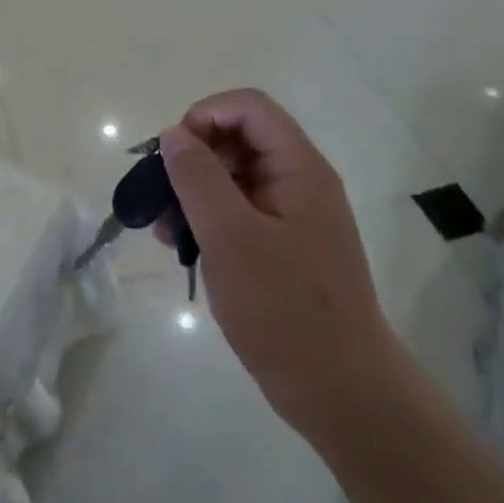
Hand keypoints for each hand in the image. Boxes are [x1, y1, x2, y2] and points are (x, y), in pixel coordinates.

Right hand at [159, 89, 399, 446]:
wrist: (342, 394)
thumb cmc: (286, 310)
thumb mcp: (230, 237)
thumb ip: (198, 177)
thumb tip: (174, 135)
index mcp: (299, 168)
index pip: (248, 107)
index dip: (205, 115)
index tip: (174, 154)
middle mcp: (299, 181)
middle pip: (238, 138)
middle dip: (193, 158)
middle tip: (161, 195)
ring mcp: (291, 215)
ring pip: (233, 176)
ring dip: (193, 192)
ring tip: (164, 230)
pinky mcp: (282, 245)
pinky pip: (238, 211)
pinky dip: (207, 219)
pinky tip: (182, 247)